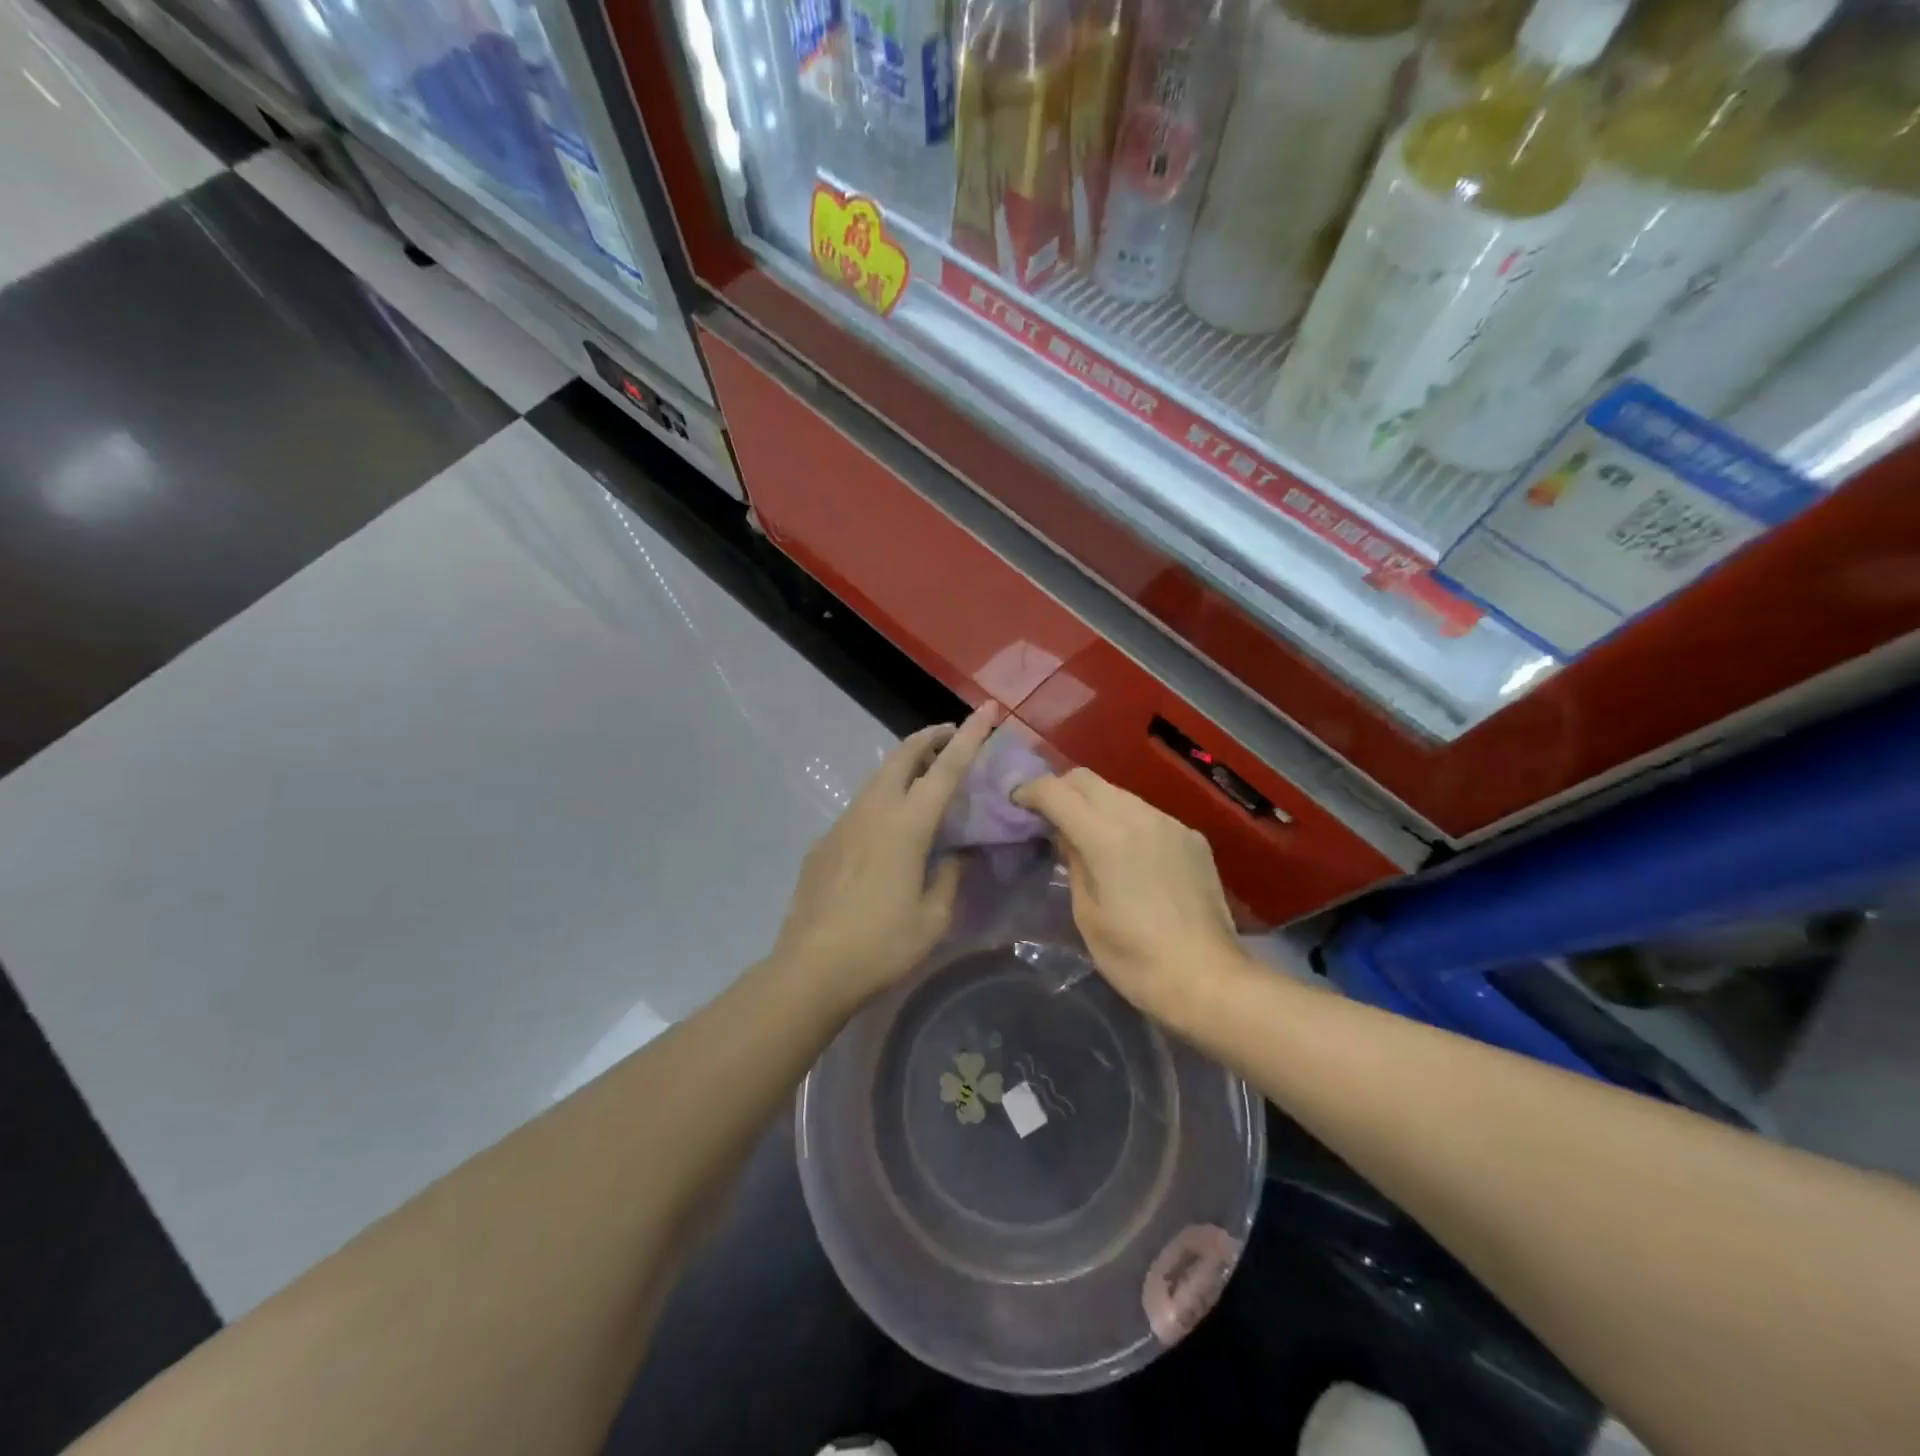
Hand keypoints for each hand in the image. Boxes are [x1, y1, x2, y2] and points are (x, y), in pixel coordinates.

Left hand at [770, 702, 998, 1008]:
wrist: (811, 969)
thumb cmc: (882, 944)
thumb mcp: (933, 917)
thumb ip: (951, 875)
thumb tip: (959, 853)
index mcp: (907, 824)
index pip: (947, 767)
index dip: (971, 736)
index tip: (987, 709)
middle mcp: (873, 810)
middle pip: (903, 755)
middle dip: (930, 737)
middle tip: (951, 737)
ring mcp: (843, 823)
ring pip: (878, 778)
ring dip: (905, 767)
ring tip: (926, 779)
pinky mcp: (824, 842)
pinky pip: (861, 807)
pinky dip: (884, 800)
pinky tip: (889, 832)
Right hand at [1014, 768, 1250, 1025]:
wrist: (1209, 980)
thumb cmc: (1135, 958)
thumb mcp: (1086, 914)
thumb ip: (1073, 863)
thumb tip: (1065, 835)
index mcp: (1106, 837)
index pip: (1056, 791)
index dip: (1030, 791)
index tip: (1016, 804)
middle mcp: (1139, 816)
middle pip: (1087, 779)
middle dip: (1060, 789)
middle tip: (1046, 816)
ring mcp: (1170, 824)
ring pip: (1119, 794)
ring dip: (1094, 804)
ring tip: (1085, 835)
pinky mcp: (1192, 838)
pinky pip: (1148, 814)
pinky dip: (1125, 821)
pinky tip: (1126, 855)